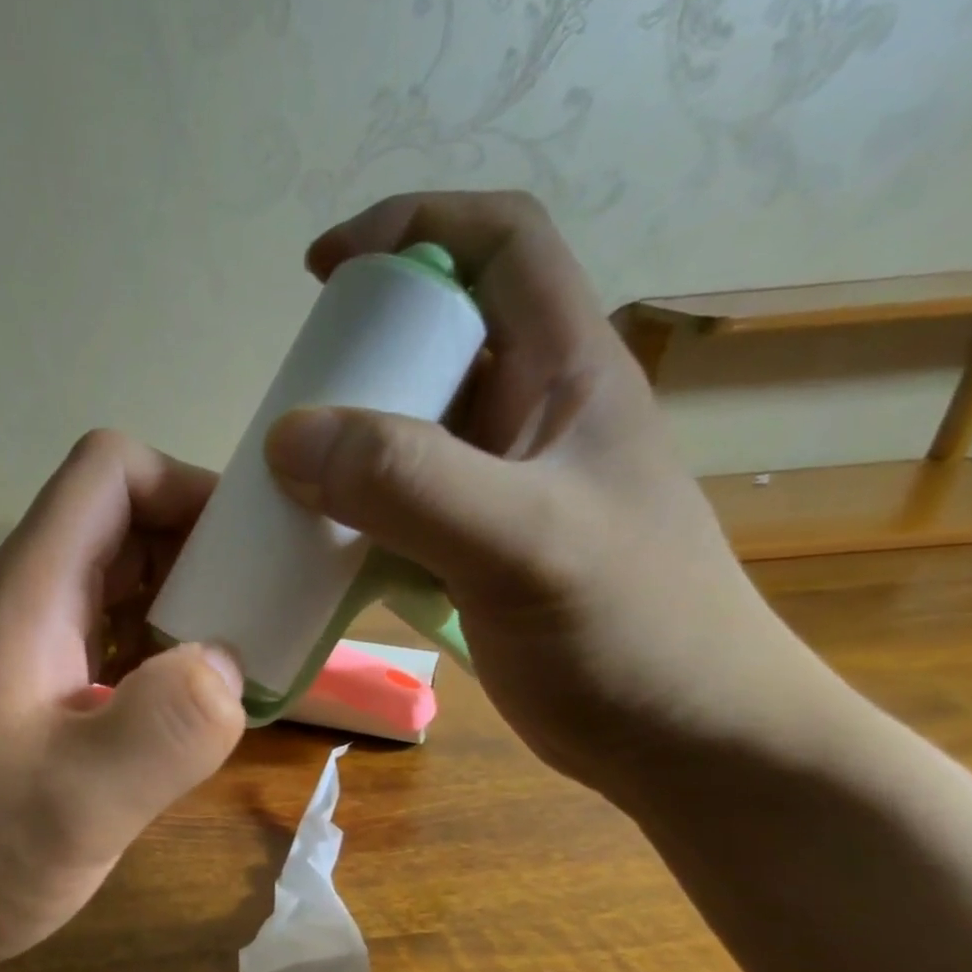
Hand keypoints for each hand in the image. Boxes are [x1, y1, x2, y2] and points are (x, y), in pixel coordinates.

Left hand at [0, 431, 245, 971]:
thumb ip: (163, 731)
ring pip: (124, 586)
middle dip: (205, 553)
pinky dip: (163, 659)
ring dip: (189, 610)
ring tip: (245, 668)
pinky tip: (189, 716)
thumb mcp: (73, 805)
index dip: (187, 488)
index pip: (111, 472)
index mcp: (31, 593)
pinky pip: (113, 645)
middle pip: (126, 524)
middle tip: (267, 618)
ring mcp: (28, 650)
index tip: (250, 551)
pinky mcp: (34, 695)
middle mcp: (28, 603)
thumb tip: (230, 662)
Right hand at [264, 190, 836, 799]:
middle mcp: (532, 417)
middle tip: (290, 407)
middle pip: (435, 341)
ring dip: (344, 442)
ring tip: (285, 477)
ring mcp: (502, 487)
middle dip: (355, 356)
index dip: (410, 228)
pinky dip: (350, 511)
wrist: (686, 743)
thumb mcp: (524, 542)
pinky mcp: (476, 548)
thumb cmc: (632, 634)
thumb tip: (290, 436)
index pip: (497, 245)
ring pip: (408, 430)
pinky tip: (313, 542)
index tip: (322, 271)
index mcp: (568, 375)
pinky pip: (398, 505)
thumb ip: (411, 482)